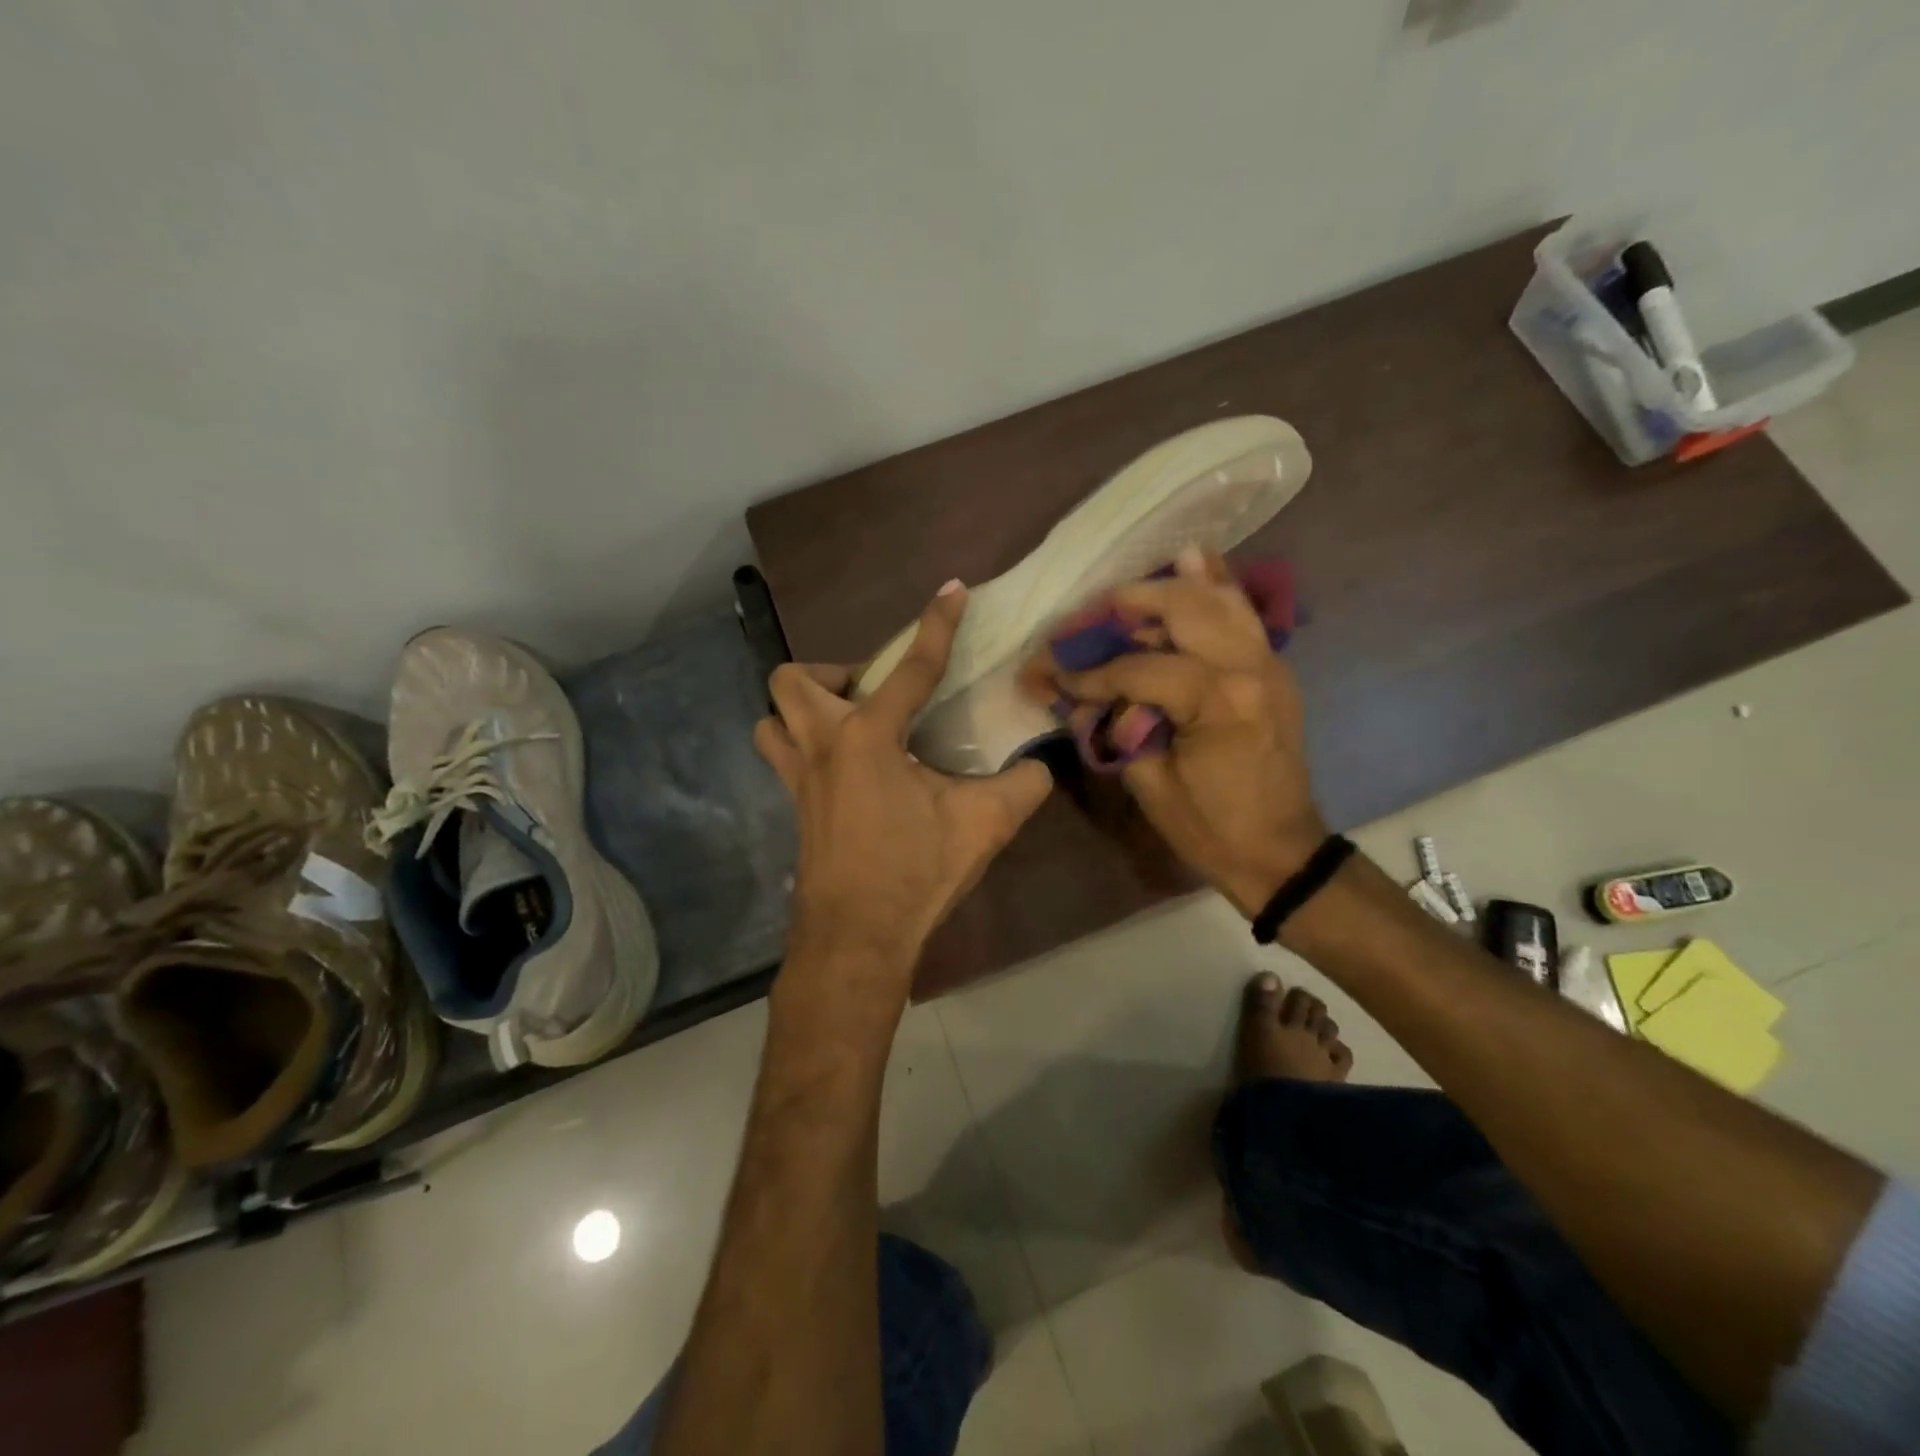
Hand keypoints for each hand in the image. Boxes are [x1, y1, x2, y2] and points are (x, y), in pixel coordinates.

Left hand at [756, 582, 1053, 987]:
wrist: (857, 938)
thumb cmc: (916, 873)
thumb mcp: (985, 825)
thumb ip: (1022, 785)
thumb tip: (1041, 766)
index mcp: (869, 738)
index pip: (911, 668)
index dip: (936, 625)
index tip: (952, 591)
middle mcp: (823, 747)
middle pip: (794, 681)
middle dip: (833, 675)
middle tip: (875, 697)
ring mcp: (799, 779)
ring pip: (772, 721)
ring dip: (803, 711)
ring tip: (850, 728)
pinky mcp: (794, 808)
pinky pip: (782, 757)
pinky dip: (804, 748)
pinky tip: (849, 773)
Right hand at [1021, 550, 1326, 916]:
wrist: (1281, 853)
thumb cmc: (1211, 829)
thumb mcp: (1149, 784)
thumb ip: (1113, 730)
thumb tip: (1078, 700)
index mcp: (1217, 701)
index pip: (1138, 668)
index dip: (1090, 673)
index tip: (1052, 674)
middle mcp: (1248, 667)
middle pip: (1184, 607)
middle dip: (1131, 602)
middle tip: (1094, 611)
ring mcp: (1269, 663)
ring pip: (1220, 599)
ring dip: (1174, 584)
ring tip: (1137, 583)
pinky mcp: (1274, 670)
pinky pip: (1244, 614)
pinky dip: (1218, 587)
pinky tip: (1196, 562)